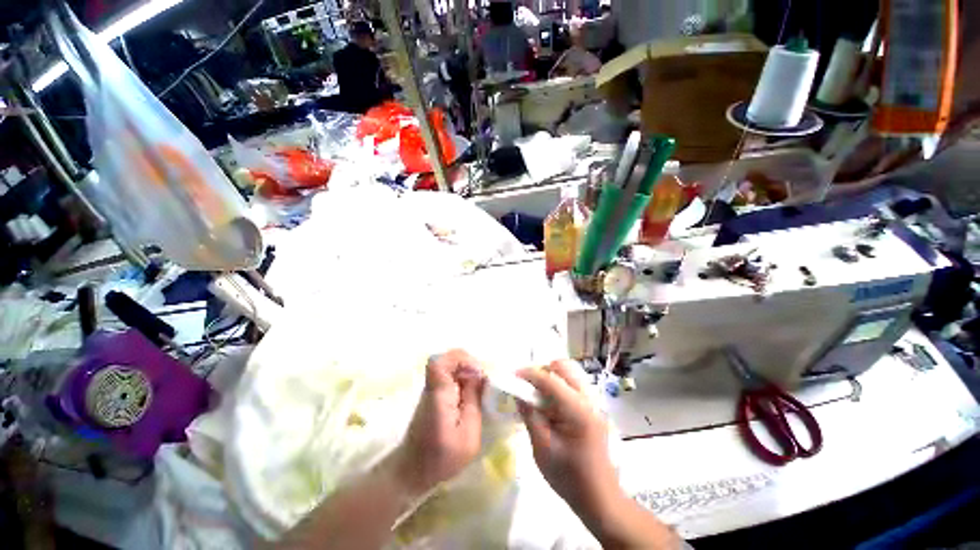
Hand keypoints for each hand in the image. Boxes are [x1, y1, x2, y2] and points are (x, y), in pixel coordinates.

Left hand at [392, 349, 484, 496]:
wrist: (412, 470)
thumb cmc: (441, 458)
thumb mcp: (468, 436)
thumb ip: (474, 403)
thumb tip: (480, 377)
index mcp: (438, 395)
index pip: (439, 362)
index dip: (461, 359)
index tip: (478, 374)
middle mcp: (433, 386)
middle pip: (448, 358)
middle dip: (470, 363)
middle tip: (483, 381)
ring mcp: (432, 388)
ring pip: (451, 364)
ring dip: (468, 370)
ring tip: (480, 387)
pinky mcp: (435, 393)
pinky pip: (451, 374)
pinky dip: (464, 378)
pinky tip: (472, 394)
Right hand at [518, 361, 618, 512]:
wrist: (600, 499)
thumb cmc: (569, 478)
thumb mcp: (542, 448)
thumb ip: (530, 416)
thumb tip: (517, 392)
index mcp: (578, 410)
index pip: (550, 379)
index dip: (529, 374)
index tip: (512, 376)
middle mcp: (589, 399)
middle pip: (563, 367)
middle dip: (542, 371)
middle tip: (527, 386)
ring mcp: (593, 402)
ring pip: (568, 373)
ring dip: (550, 378)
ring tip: (536, 396)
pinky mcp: (592, 408)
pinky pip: (572, 385)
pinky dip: (557, 387)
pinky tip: (548, 405)